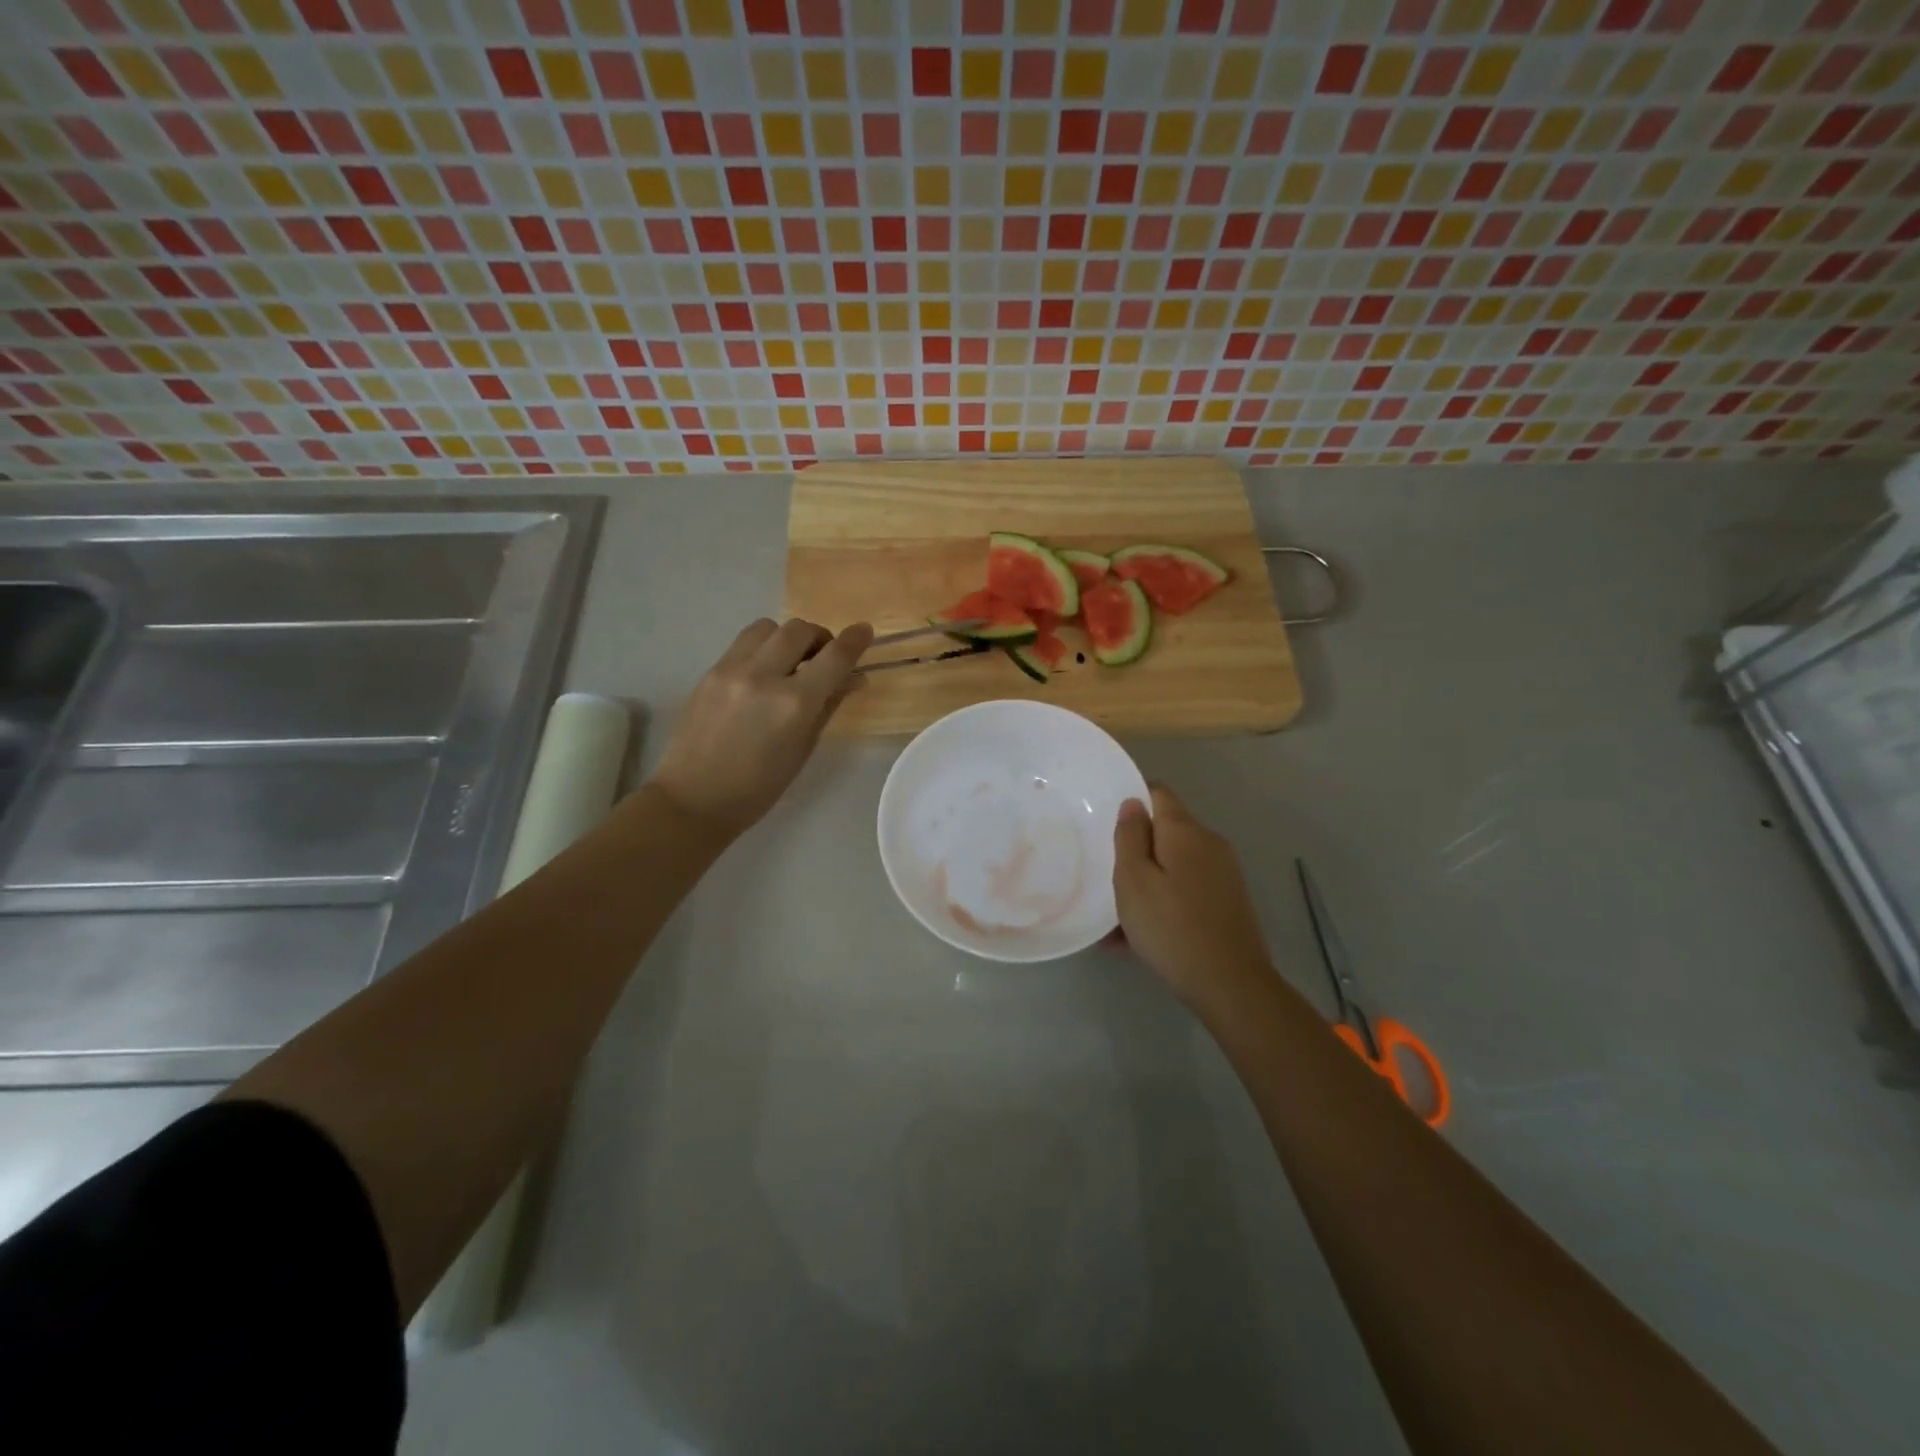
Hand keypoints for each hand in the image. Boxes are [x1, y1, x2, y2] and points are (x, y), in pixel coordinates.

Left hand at [650, 618, 874, 838]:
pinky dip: (763, 647)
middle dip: (820, 638)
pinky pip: (744, 642)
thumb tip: (854, 678)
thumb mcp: (803, 749)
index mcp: (794, 704)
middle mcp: (763, 676)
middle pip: (800, 630)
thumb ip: (829, 706)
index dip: (855, 640)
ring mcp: (732, 670)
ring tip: (790, 661)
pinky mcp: (710, 671)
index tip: (864, 632)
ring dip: (788, 637)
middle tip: (823, 658)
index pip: (834, 657)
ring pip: (769, 627)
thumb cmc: (759, 787)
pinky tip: (762, 672)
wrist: (694, 798)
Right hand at [1113, 785, 1272, 1008]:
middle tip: (1105, 874)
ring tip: (1115, 919)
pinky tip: (1137, 939)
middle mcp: (1209, 844)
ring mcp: (1223, 875)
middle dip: (1135, 849)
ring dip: (1146, 882)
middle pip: (1165, 832)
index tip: (1104, 819)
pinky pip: (1185, 890)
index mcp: (1186, 832)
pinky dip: (1163, 903)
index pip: (1158, 793)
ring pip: (1173, 866)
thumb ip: (1130, 837)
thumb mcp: (1133, 881)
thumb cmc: (1172, 927)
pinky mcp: (1228, 903)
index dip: (1131, 798)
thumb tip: (1133, 803)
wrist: (1231, 985)